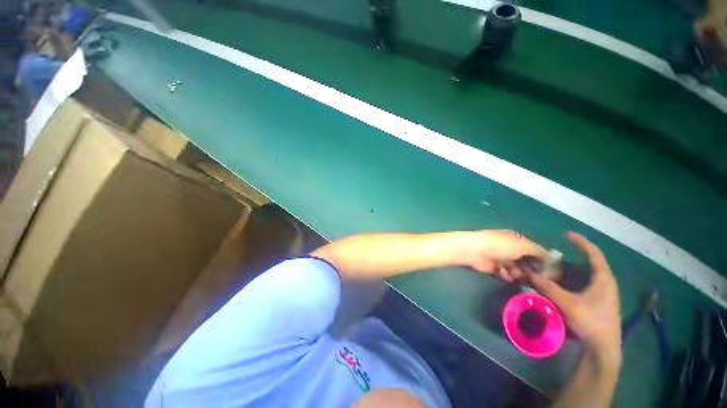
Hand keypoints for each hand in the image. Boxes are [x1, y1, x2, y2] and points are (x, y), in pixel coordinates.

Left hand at [463, 230, 547, 280]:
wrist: (474, 250)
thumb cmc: (500, 245)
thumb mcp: (523, 245)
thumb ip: (539, 251)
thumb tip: (552, 258)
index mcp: (518, 240)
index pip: (536, 252)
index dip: (544, 263)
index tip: (551, 275)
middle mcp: (511, 249)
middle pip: (527, 263)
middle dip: (531, 271)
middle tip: (533, 277)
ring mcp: (502, 258)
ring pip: (518, 270)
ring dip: (518, 274)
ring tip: (513, 273)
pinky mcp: (494, 267)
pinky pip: (506, 274)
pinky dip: (506, 275)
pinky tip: (503, 273)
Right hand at [528, 232, 621, 361]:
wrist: (603, 347)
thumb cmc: (590, 322)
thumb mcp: (567, 303)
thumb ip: (548, 287)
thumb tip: (529, 273)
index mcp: (603, 279)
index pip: (594, 254)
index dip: (581, 242)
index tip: (567, 234)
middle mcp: (606, 283)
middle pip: (591, 263)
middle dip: (575, 256)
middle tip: (556, 255)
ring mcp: (604, 293)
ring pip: (588, 274)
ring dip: (573, 269)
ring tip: (556, 268)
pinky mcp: (600, 301)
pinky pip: (586, 283)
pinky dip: (575, 279)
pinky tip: (563, 284)